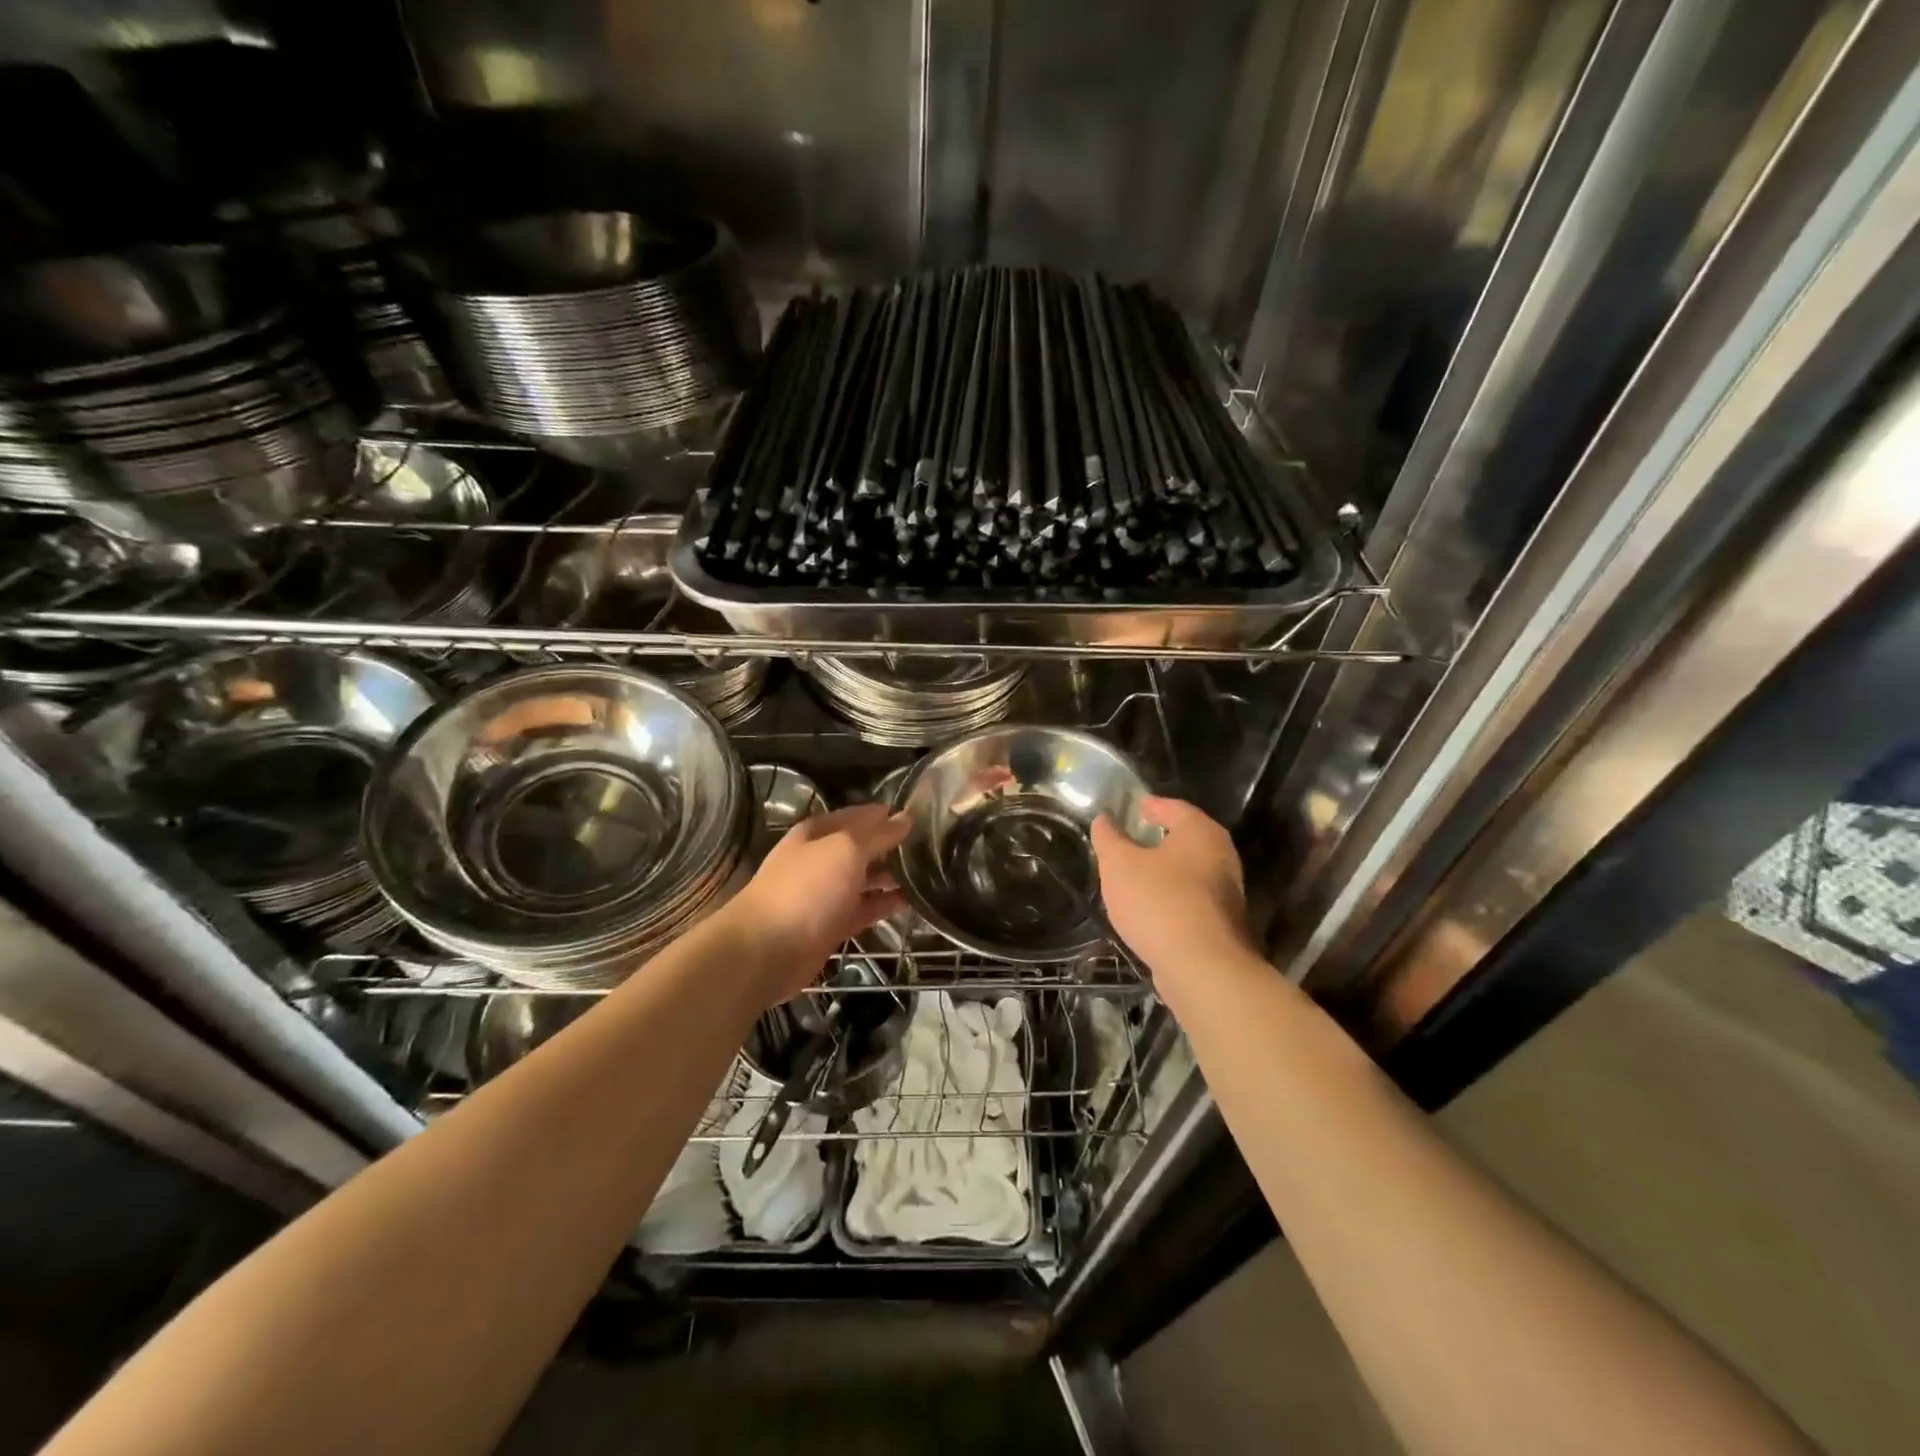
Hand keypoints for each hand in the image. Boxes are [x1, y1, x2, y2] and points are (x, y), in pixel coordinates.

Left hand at [723, 803, 909, 1003]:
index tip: (921, 814)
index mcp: (817, 833)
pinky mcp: (832, 925)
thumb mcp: (846, 851)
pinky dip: (884, 904)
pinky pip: (864, 908)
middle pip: (861, 847)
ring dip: (891, 875)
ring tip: (929, 871)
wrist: (766, 950)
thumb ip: (878, 834)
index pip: (858, 815)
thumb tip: (905, 817)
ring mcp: (826, 893)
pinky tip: (911, 901)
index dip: (886, 813)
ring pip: (865, 878)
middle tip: (931, 845)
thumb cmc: (806, 889)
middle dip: (892, 845)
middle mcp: (821, 859)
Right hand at [1091, 796, 1251, 978]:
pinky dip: (1170, 897)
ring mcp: (1226, 892)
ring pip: (1188, 871)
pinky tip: (1149, 909)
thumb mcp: (1119, 864)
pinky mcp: (1222, 923)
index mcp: (1200, 832)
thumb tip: (1104, 818)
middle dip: (1156, 839)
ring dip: (1163, 871)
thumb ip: (1108, 838)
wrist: (1203, 968)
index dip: (1148, 806)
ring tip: (1132, 877)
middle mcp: (1221, 855)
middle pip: (1184, 838)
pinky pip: (1190, 899)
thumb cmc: (1159, 902)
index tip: (1128, 810)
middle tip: (1127, 842)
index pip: (1173, 807)